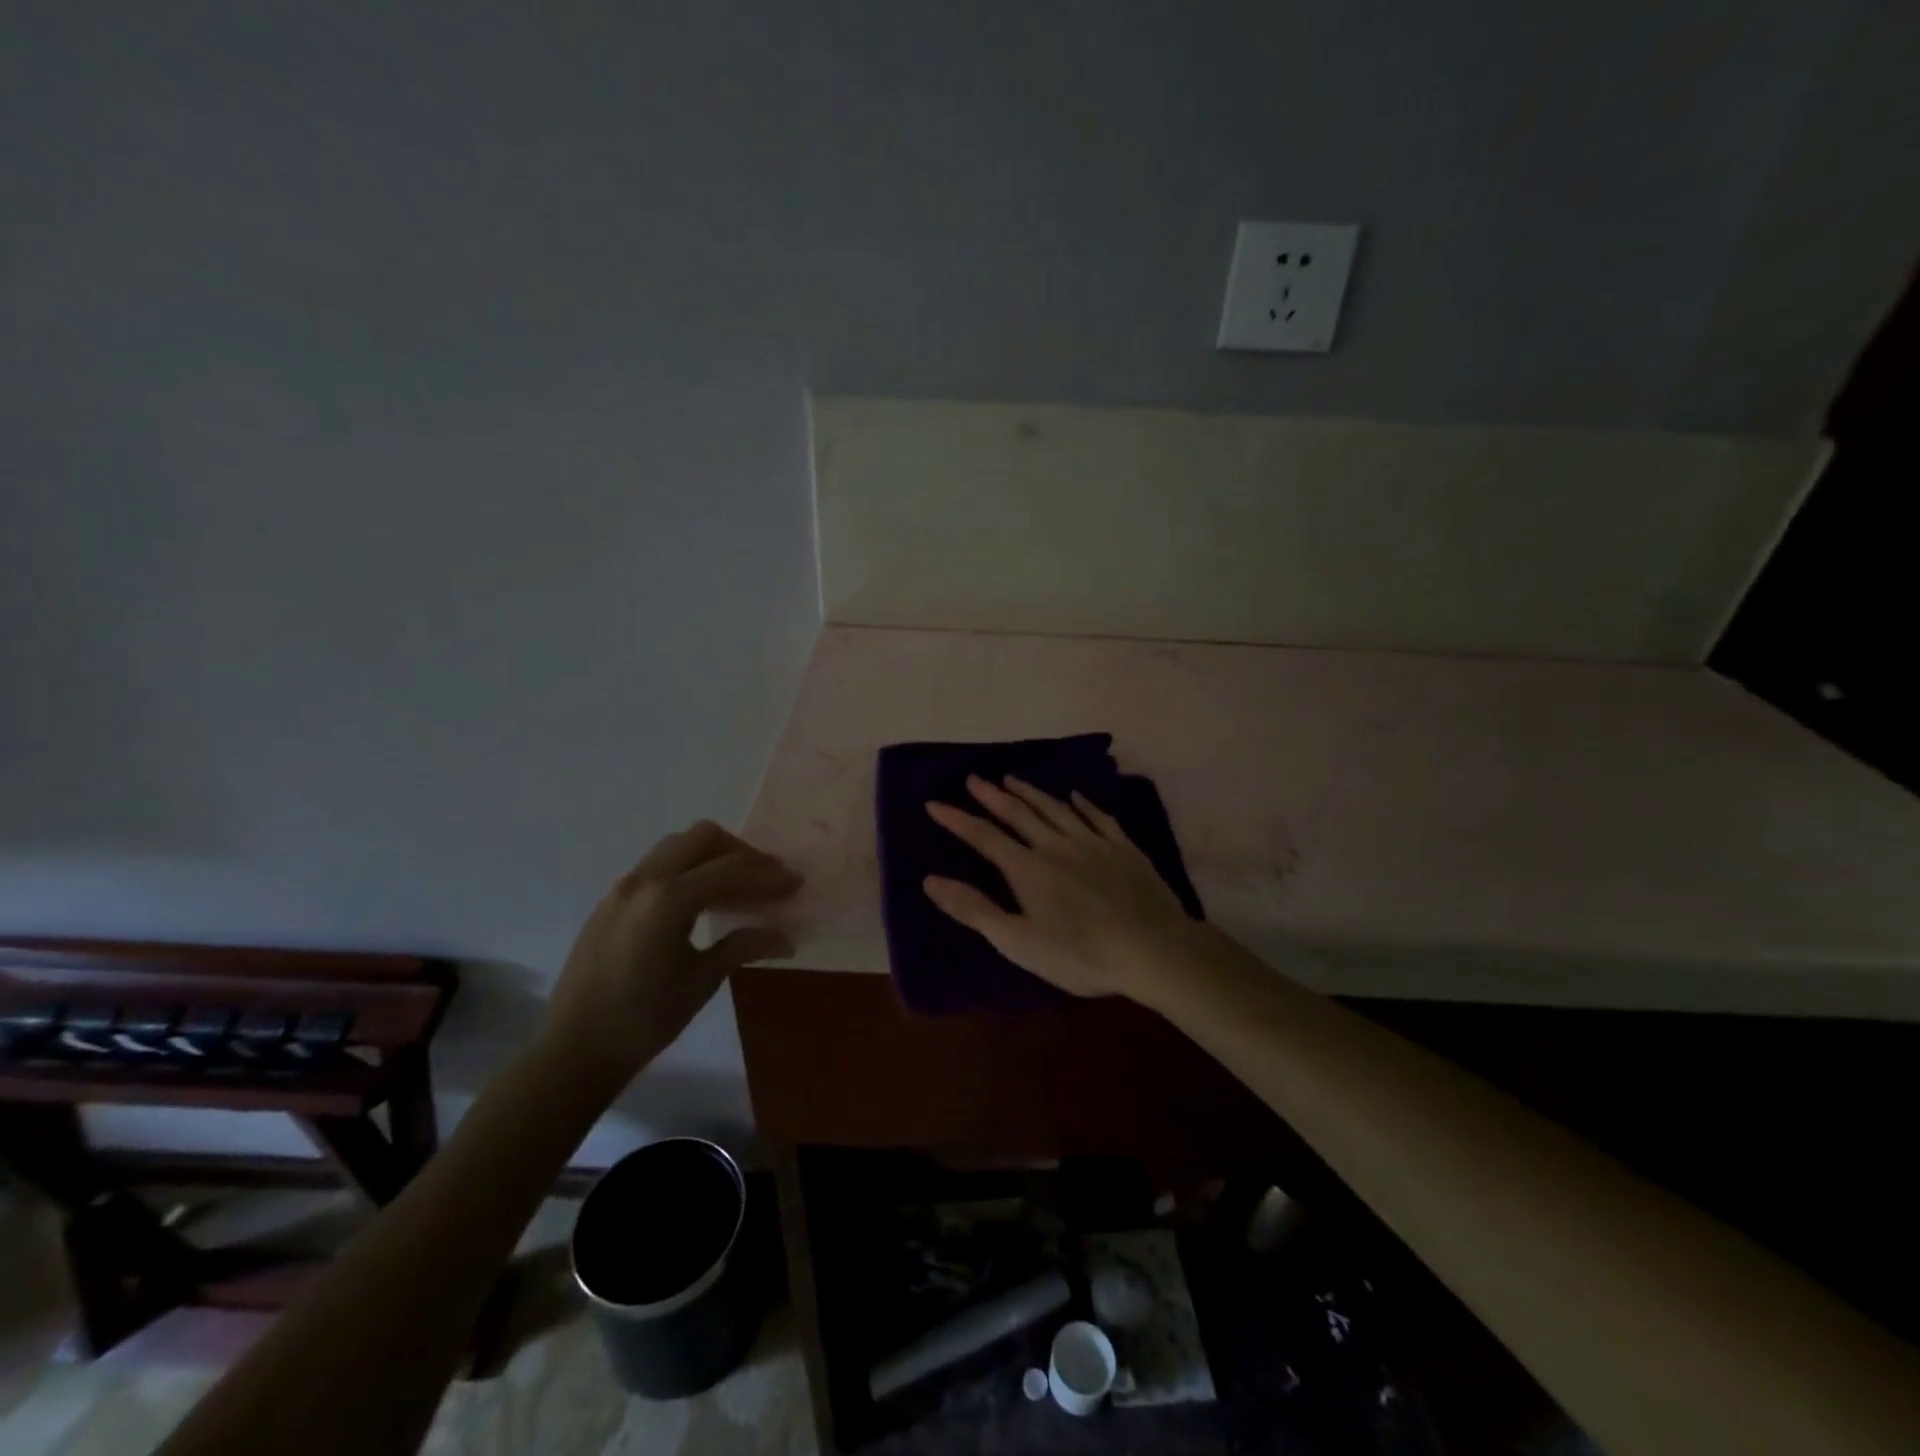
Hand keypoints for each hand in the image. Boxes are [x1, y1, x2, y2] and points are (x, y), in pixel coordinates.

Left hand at [541, 821, 800, 1093]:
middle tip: (767, 877)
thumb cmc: (643, 1020)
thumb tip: (786, 938)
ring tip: (738, 885)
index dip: (768, 875)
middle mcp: (644, 881)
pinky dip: (688, 868)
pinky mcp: (612, 901)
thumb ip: (742, 947)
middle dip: (741, 852)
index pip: (730, 870)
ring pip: (676, 845)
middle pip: (703, 838)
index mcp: (667, 900)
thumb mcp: (700, 981)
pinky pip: (658, 864)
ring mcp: (623, 888)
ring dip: (713, 855)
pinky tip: (702, 900)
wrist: (573, 1050)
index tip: (796, 883)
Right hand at [923, 776, 1210, 1002]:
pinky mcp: (1124, 849)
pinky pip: (1099, 818)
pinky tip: (1076, 797)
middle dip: (993, 796)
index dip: (957, 819)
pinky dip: (1083, 804)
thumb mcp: (1018, 941)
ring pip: (1056, 809)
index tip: (934, 803)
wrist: (1154, 949)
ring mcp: (1093, 843)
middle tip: (975, 779)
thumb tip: (929, 879)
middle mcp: (1056, 845)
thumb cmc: (1080, 954)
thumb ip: (974, 909)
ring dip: (1031, 793)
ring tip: (1013, 779)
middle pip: (1019, 814)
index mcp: (1028, 869)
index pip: (984, 837)